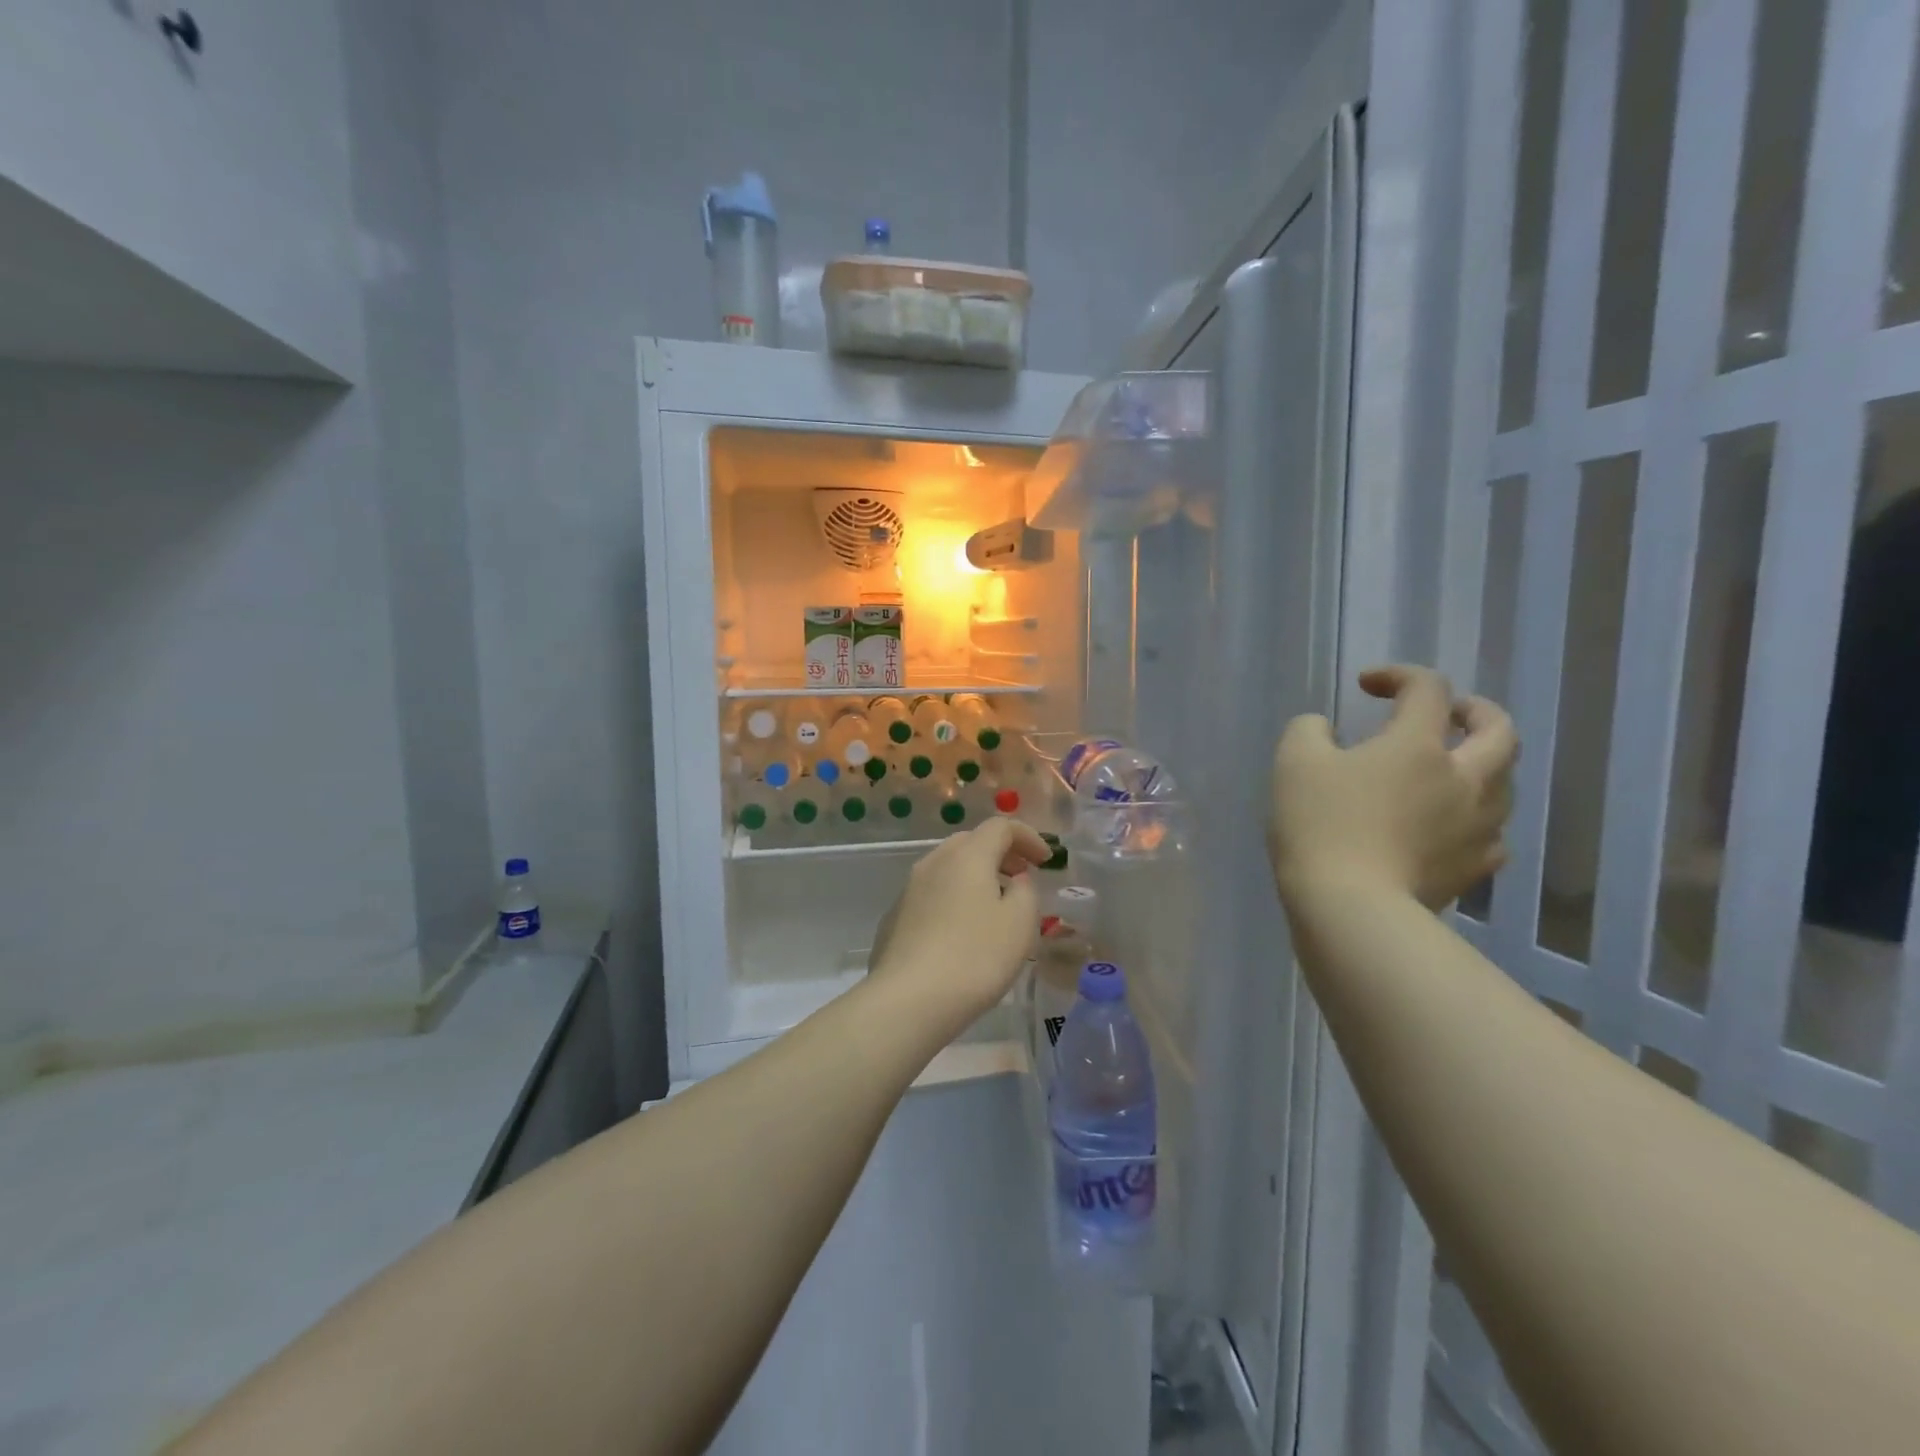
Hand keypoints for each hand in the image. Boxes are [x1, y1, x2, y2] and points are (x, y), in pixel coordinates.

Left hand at [868, 818, 1051, 1036]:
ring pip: (948, 868)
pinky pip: (932, 895)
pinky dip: (954, 899)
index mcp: (967, 855)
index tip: (1046, 861)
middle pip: (971, 842)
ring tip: (995, 906)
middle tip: (1022, 877)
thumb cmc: (975, 957)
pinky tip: (962, 932)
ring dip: (976, 877)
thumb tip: (1014, 880)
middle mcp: (934, 862)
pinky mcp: (895, 917)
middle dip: (1001, 854)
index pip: (1001, 826)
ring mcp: (909, 889)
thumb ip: (1025, 892)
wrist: (908, 999)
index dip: (1028, 837)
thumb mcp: (1020, 924)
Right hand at [1270, 665, 1516, 910]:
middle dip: (1475, 711)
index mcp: (1419, 745)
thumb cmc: (1320, 826)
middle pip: (1499, 730)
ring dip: (1481, 765)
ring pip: (1504, 783)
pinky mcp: (1474, 869)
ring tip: (1449, 772)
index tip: (1366, 685)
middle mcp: (1464, 779)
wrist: (1351, 908)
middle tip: (1447, 713)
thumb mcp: (1294, 762)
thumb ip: (1309, 730)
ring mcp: (1477, 827)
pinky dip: (1475, 819)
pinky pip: (1491, 834)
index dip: (1399, 675)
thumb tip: (1324, 729)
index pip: (1428, 688)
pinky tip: (1451, 826)